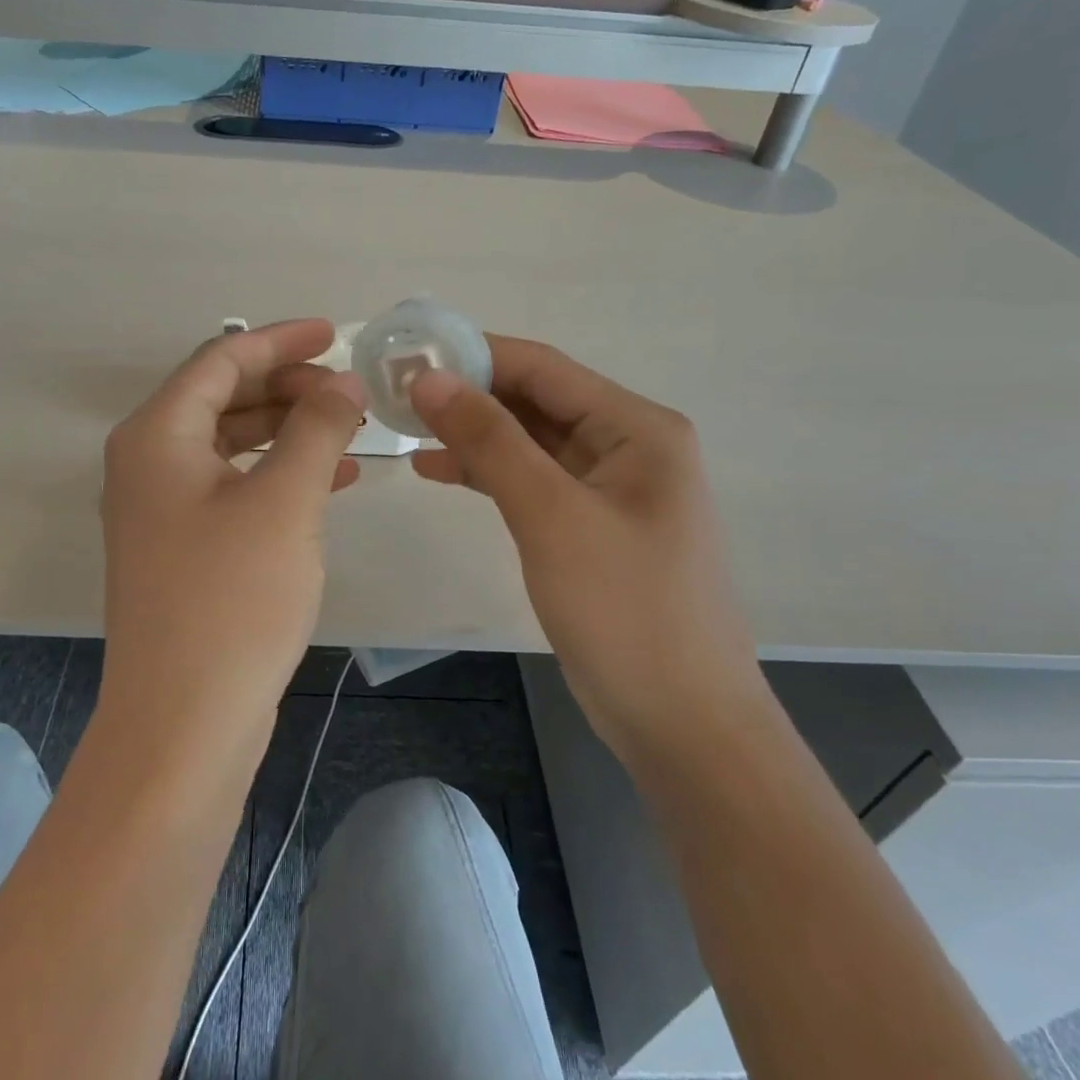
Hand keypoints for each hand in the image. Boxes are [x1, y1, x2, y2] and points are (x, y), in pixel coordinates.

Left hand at [99, 319, 364, 751]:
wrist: (183, 725)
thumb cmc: (231, 600)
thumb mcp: (284, 501)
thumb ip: (317, 428)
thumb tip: (345, 383)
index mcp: (157, 435)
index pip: (221, 360)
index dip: (280, 340)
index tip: (335, 334)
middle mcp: (149, 462)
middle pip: (222, 397)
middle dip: (287, 385)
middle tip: (348, 391)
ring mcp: (162, 508)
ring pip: (232, 442)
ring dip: (288, 429)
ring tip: (348, 431)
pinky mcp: (183, 547)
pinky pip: (234, 485)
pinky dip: (279, 473)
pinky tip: (330, 481)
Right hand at [409, 336, 763, 763]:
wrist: (683, 724)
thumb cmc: (624, 610)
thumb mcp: (550, 516)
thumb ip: (490, 440)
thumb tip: (429, 378)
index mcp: (637, 428)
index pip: (543, 368)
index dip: (473, 355)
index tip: (408, 355)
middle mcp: (628, 445)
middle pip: (536, 401)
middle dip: (468, 395)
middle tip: (396, 394)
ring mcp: (610, 487)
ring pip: (529, 441)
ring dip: (473, 433)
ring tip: (405, 428)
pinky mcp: (590, 524)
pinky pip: (532, 480)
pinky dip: (487, 473)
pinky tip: (438, 470)